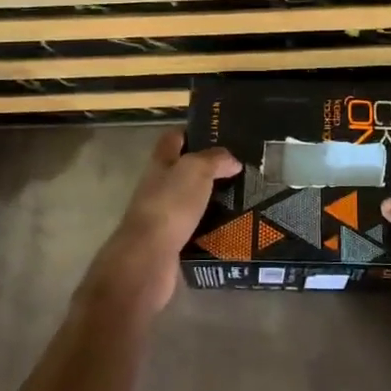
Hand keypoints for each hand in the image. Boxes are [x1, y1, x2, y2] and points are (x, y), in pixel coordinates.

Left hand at [78, 130, 241, 318]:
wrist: (148, 257)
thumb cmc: (170, 205)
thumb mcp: (196, 171)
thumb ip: (215, 160)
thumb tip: (232, 161)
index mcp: (160, 163)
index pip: (172, 139)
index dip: (191, 133)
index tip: (218, 135)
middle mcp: (157, 186)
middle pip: (182, 170)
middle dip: (207, 169)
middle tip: (239, 170)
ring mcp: (162, 215)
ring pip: (190, 200)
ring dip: (211, 199)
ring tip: (242, 198)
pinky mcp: (170, 241)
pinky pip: (194, 227)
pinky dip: (210, 226)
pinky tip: (231, 227)